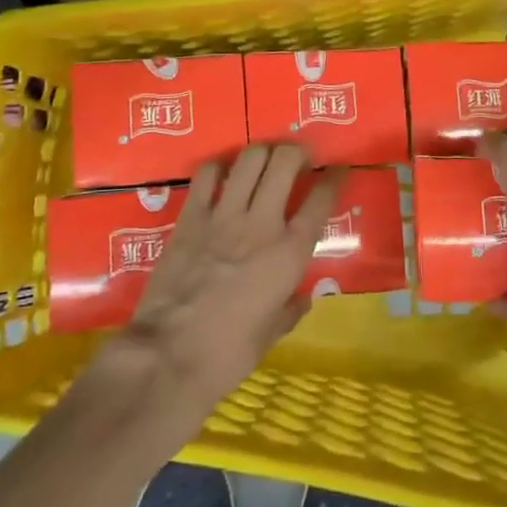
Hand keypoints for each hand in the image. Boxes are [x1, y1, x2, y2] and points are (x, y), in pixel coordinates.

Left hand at [115, 144, 344, 410]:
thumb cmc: (228, 353)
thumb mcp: (271, 335)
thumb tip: (302, 298)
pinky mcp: (190, 217)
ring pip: (249, 158)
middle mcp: (262, 224)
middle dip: (297, 151)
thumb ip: (291, 309)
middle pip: (285, 162)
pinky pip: (207, 174)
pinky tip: (222, 174)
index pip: (321, 200)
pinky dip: (219, 167)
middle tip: (298, 158)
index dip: (334, 177)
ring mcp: (223, 216)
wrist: (168, 355)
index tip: (338, 168)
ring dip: (262, 152)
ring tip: (264, 160)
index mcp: (289, 253)